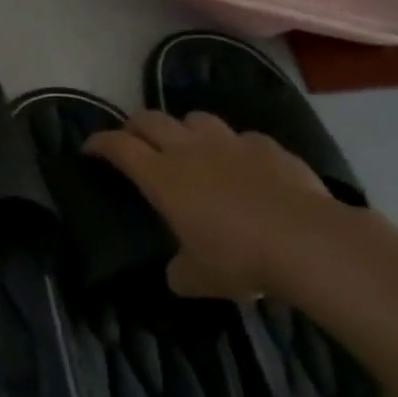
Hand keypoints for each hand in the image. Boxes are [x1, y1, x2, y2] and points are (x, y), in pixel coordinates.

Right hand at [84, 110, 343, 299]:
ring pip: (196, 118)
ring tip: (189, 146)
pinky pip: (243, 138)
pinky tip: (245, 167)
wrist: (307, 241)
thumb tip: (178, 273)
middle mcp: (189, 149)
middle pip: (150, 119)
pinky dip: (236, 148)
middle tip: (132, 140)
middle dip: (134, 125)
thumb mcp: (198, 278)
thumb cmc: (238, 258)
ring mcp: (231, 143)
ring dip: (185, 128)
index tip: (89, 148)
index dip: (99, 143)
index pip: (118, 146)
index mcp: (162, 176)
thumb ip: (180, 271)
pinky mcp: (268, 147)